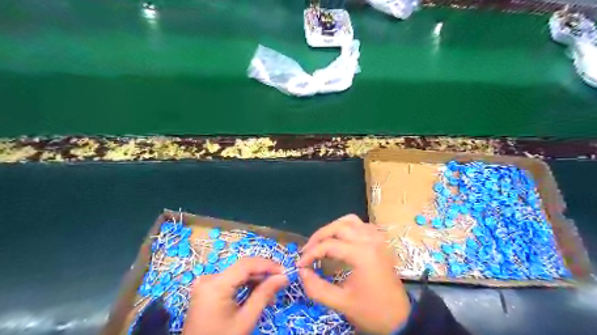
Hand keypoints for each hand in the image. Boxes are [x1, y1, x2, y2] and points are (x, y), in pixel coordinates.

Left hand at [185, 258, 289, 333]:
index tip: (285, 271)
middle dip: (263, 274)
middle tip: (280, 282)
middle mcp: (209, 278)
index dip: (267, 265)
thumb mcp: (245, 319)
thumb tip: (283, 277)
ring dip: (255, 281)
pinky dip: (244, 286)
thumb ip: (264, 294)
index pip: (246, 265)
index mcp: (216, 284)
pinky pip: (230, 281)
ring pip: (238, 274)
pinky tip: (256, 295)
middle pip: (242, 268)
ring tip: (271, 294)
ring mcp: (206, 284)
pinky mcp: (207, 290)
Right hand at [297, 215, 413, 334]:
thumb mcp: (341, 303)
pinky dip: (347, 227)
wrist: (400, 318)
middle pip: (338, 226)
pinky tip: (341, 240)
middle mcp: (369, 240)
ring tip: (321, 242)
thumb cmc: (371, 311)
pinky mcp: (379, 241)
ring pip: (349, 221)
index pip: (329, 245)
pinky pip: (360, 225)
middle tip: (307, 250)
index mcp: (361, 254)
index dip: (310, 254)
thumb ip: (317, 288)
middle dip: (319, 236)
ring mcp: (376, 238)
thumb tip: (301, 271)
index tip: (300, 265)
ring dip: (332, 228)